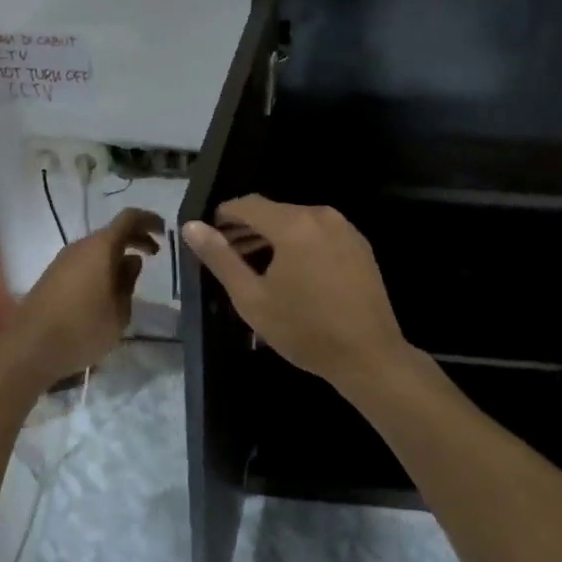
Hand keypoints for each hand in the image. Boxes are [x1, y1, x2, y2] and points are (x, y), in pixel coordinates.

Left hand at [6, 207, 164, 386]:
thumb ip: (129, 281)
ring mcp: (63, 260)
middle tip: (155, 253)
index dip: (149, 220)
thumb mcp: (119, 311)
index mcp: (100, 247)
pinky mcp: (53, 275)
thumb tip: (131, 260)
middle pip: (112, 231)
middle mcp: (80, 246)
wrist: (30, 348)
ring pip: (97, 247)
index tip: (164, 231)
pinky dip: (101, 265)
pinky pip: (84, 260)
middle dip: (136, 238)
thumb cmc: (83, 329)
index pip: (129, 218)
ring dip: (117, 254)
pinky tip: (108, 288)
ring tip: (132, 276)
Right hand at [182, 196, 416, 390]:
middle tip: (227, 256)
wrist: (369, 356)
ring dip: (272, 237)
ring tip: (254, 267)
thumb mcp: (252, 298)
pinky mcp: (359, 245)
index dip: (224, 216)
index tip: (210, 237)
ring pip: (297, 221)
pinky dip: (298, 243)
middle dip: (247, 229)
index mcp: (293, 224)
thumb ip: (220, 258)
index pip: (248, 204)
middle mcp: (321, 215)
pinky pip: (318, 233)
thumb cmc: (304, 330)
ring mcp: (345, 228)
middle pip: (273, 211)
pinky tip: (291, 273)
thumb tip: (191, 226)